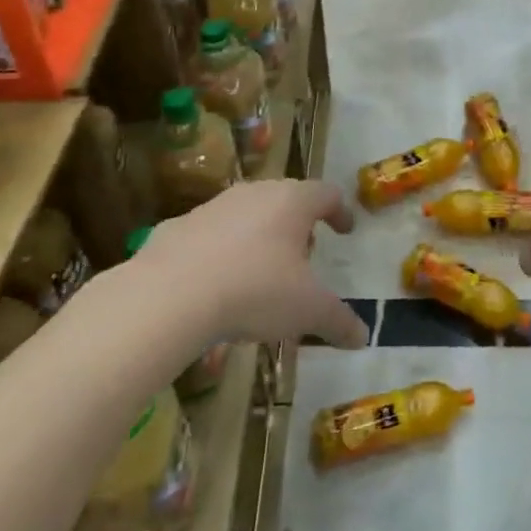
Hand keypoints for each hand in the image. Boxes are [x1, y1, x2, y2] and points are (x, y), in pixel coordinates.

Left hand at [131, 181, 368, 348]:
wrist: (168, 296)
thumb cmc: (254, 290)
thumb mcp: (307, 310)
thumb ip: (338, 321)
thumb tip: (363, 337)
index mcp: (292, 202)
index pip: (326, 193)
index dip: (340, 211)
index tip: (345, 230)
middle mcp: (254, 193)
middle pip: (286, 199)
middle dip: (298, 225)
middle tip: (304, 255)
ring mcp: (212, 207)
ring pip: (246, 214)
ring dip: (259, 236)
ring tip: (260, 273)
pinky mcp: (177, 227)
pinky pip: (209, 235)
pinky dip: (220, 252)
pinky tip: (216, 284)